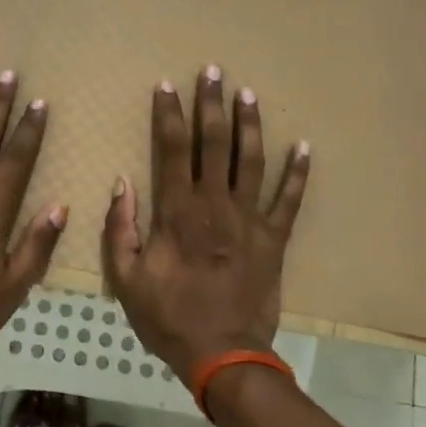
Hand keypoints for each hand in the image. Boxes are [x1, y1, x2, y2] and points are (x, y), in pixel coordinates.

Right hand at [101, 66, 309, 382]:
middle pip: (214, 143)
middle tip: (213, 71)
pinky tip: (304, 147)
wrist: (223, 355)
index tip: (166, 85)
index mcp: (178, 212)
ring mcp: (250, 220)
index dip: (169, 114)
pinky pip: (289, 200)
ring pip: (251, 161)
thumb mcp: (127, 278)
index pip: (172, 149)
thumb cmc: (169, 317)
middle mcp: (216, 205)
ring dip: (250, 125)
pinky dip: (298, 173)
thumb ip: (121, 229)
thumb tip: (122, 183)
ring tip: (248, 94)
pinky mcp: (275, 239)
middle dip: (211, 104)